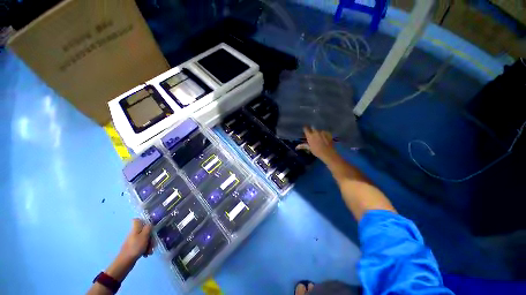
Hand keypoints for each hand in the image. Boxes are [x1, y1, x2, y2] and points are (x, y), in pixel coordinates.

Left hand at [119, 218, 152, 261]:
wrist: (125, 262)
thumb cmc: (135, 247)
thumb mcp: (144, 236)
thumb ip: (148, 228)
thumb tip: (149, 223)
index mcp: (135, 229)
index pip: (137, 220)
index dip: (143, 220)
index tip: (150, 225)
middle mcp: (134, 233)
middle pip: (144, 231)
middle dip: (150, 236)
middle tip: (152, 242)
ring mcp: (134, 241)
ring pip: (144, 239)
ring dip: (149, 244)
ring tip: (149, 251)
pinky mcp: (134, 248)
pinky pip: (142, 245)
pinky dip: (145, 249)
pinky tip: (147, 254)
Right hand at [297, 126, 338, 162]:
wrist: (328, 153)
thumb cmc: (317, 151)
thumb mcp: (309, 148)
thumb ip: (303, 145)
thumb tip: (296, 147)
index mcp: (310, 136)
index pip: (305, 129)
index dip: (305, 129)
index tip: (305, 130)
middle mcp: (315, 132)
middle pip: (312, 128)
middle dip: (312, 129)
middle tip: (312, 133)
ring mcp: (322, 132)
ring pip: (319, 130)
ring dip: (318, 132)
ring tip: (319, 136)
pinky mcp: (328, 133)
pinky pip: (325, 132)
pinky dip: (324, 134)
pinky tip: (325, 138)